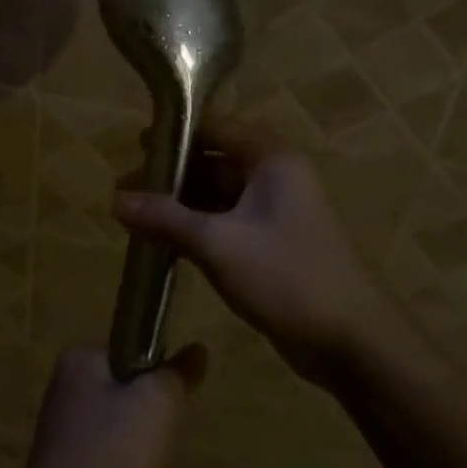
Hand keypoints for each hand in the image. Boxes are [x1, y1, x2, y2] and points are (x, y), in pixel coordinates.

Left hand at [11, 347, 204, 467]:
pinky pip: (105, 451)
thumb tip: (198, 349)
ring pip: (117, 420)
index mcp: (78, 358)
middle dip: (148, 409)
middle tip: (159, 433)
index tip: (169, 397)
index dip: (155, 370)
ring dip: (137, 440)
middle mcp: (65, 385)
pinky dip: (121, 464)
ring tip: (144, 462)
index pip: (129, 346)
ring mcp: (62, 426)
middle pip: (124, 384)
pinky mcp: (65, 463)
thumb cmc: (111, 449)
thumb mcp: (156, 403)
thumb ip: (177, 374)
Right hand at [114, 124, 392, 385]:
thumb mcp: (218, 243)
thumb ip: (166, 218)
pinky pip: (225, 224)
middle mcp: (274, 176)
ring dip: (180, 205)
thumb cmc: (286, 276)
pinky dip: (196, 229)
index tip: (136, 145)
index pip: (215, 126)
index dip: (175, 132)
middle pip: (213, 161)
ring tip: (134, 218)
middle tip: (125, 190)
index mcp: (271, 159)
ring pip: (217, 195)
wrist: (351, 341)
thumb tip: (115, 201)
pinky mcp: (270, 244)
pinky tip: (163, 242)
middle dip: (170, 175)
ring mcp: (274, 212)